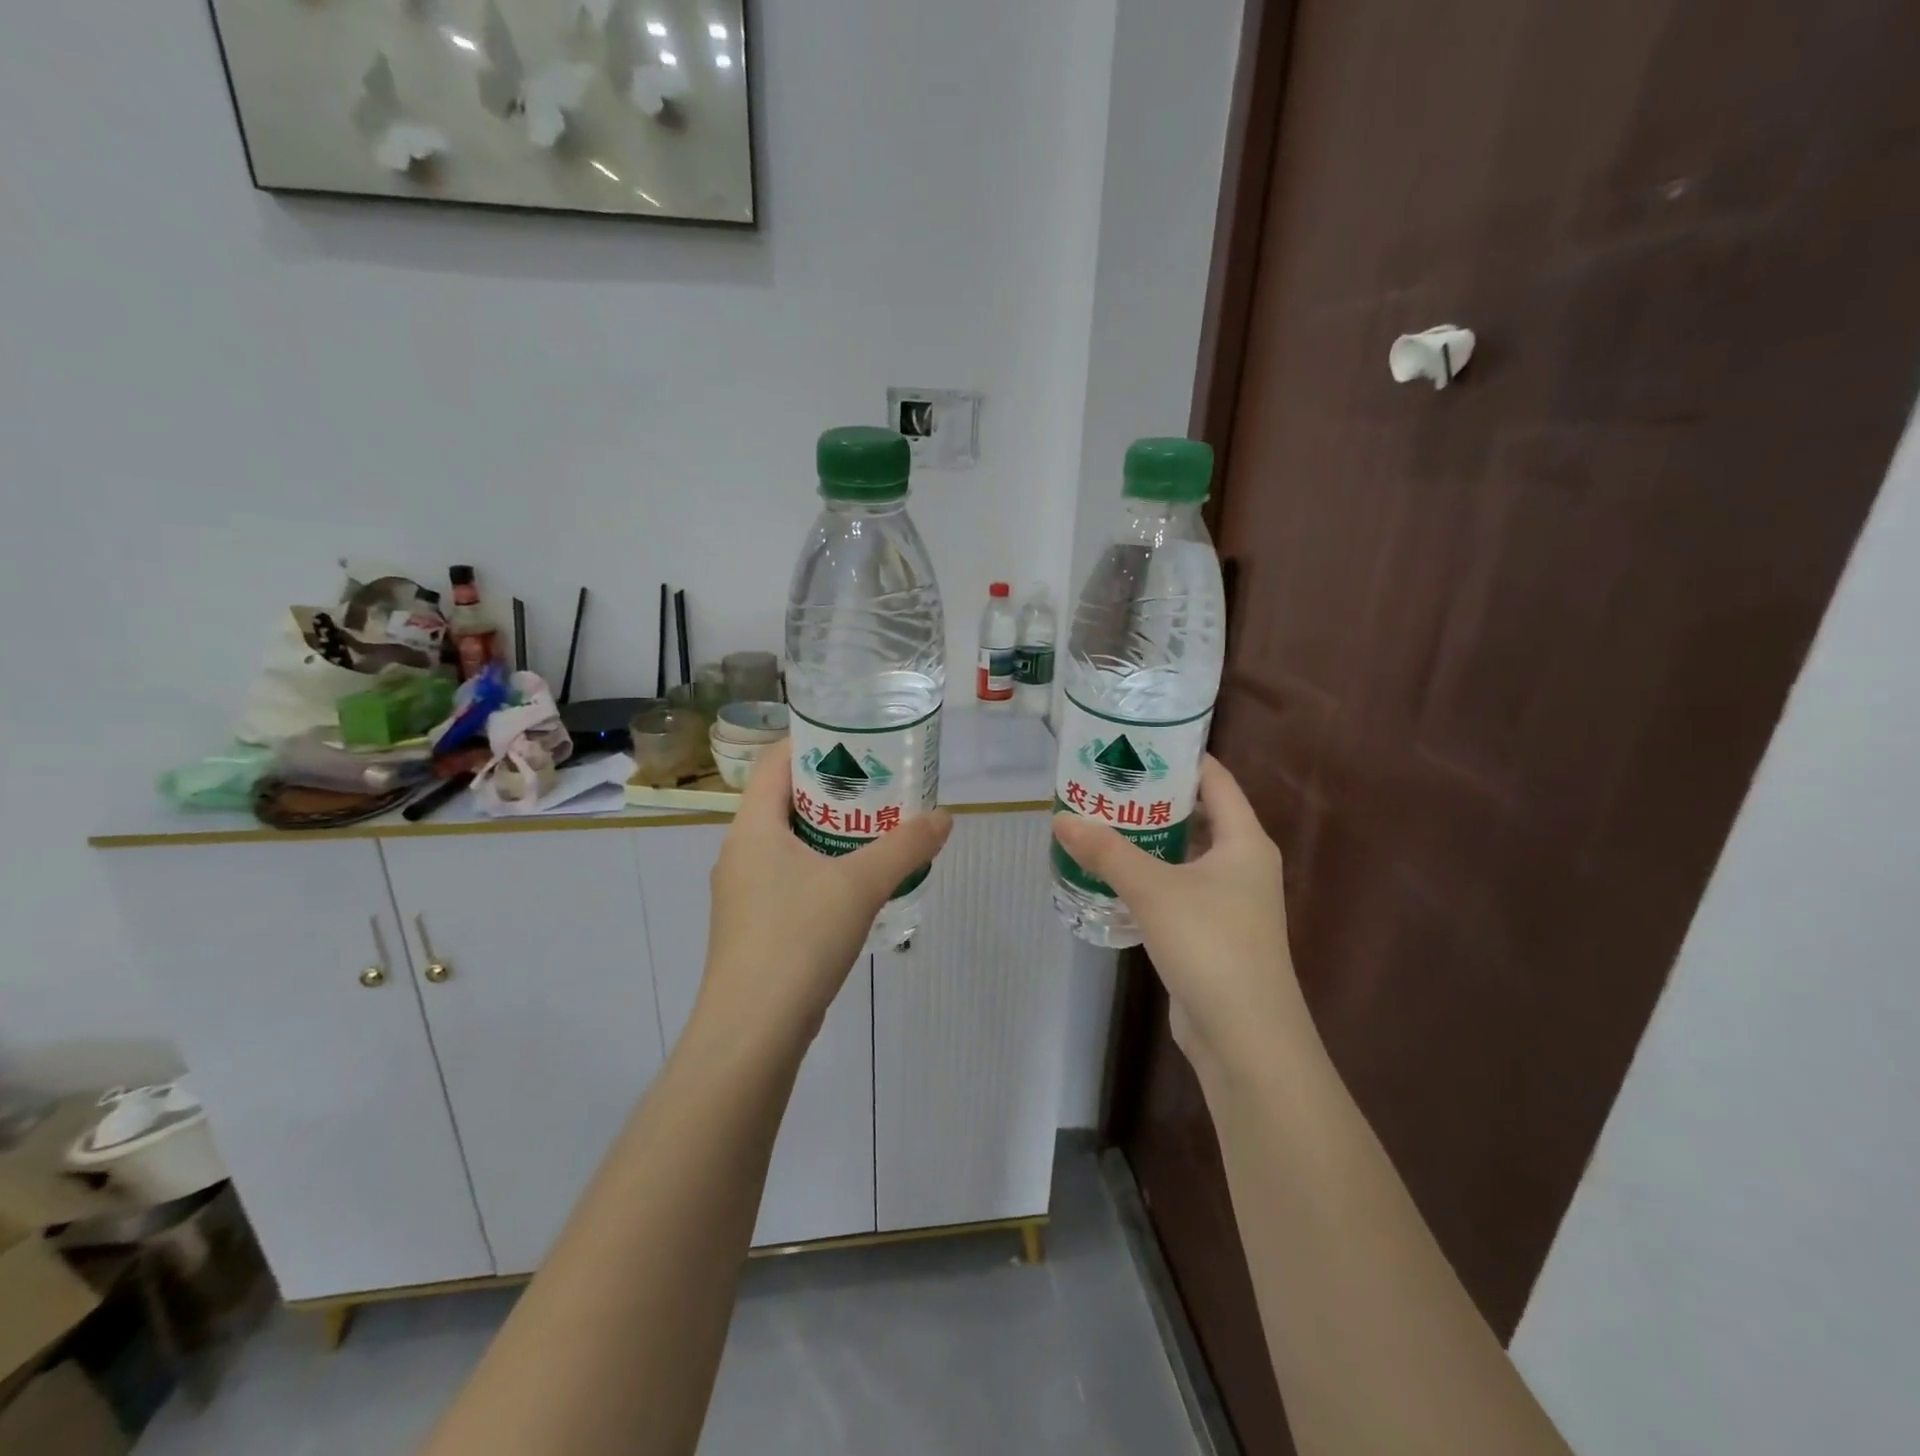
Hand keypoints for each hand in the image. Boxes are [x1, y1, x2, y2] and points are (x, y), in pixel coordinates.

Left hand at [700, 750, 951, 1047]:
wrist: (752, 1031)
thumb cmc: (798, 939)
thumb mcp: (860, 885)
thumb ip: (905, 847)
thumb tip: (944, 818)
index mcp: (752, 827)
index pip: (777, 761)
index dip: (814, 741)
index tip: (858, 738)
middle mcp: (740, 852)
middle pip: (785, 800)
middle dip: (833, 788)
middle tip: (880, 782)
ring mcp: (743, 892)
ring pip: (788, 842)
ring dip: (829, 831)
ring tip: (876, 827)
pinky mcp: (753, 926)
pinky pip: (789, 877)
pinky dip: (821, 867)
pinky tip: (856, 883)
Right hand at [1053, 756, 1307, 1079]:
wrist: (1245, 1037)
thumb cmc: (1210, 945)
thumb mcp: (1153, 890)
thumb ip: (1107, 851)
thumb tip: (1061, 818)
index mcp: (1244, 840)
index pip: (1215, 779)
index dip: (1179, 756)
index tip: (1135, 742)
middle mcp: (1242, 864)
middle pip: (1198, 814)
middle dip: (1153, 799)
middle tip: (1105, 783)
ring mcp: (1230, 901)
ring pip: (1185, 855)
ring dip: (1148, 841)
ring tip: (1100, 822)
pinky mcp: (1212, 932)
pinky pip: (1178, 889)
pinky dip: (1149, 877)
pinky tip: (1112, 876)